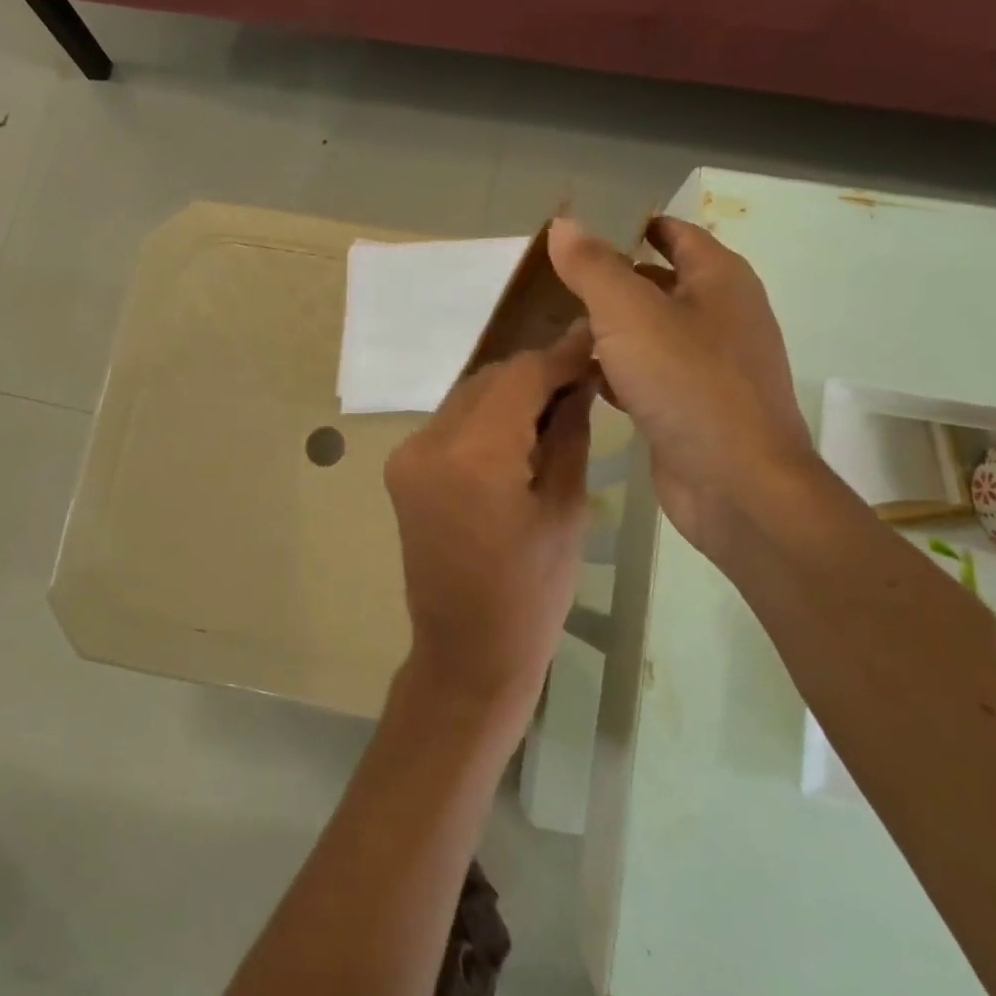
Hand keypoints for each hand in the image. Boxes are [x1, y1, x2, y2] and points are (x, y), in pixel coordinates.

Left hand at [384, 325, 596, 723]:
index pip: (521, 376)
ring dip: (508, 393)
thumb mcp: (565, 509)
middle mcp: (428, 444)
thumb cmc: (532, 594)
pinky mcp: (401, 469)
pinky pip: (450, 422)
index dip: (560, 356)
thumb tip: (580, 381)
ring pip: (467, 396)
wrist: (466, 652)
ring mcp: (407, 455)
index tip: (594, 342)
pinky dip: (484, 417)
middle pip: (489, 380)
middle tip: (581, 379)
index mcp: (474, 458)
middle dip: (536, 373)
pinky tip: (516, 433)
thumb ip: (569, 432)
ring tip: (554, 407)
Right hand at [547, 215, 814, 551]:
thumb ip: (592, 267)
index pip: (673, 233)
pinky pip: (648, 375)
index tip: (578, 233)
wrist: (736, 484)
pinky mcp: (691, 408)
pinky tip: (580, 377)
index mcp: (719, 279)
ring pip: (649, 333)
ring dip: (608, 329)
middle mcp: (720, 316)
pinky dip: (617, 371)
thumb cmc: (688, 383)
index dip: (629, 226)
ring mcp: (709, 366)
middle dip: (609, 280)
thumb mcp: (629, 313)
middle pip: (658, 282)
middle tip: (552, 281)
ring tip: (554, 326)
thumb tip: (563, 223)